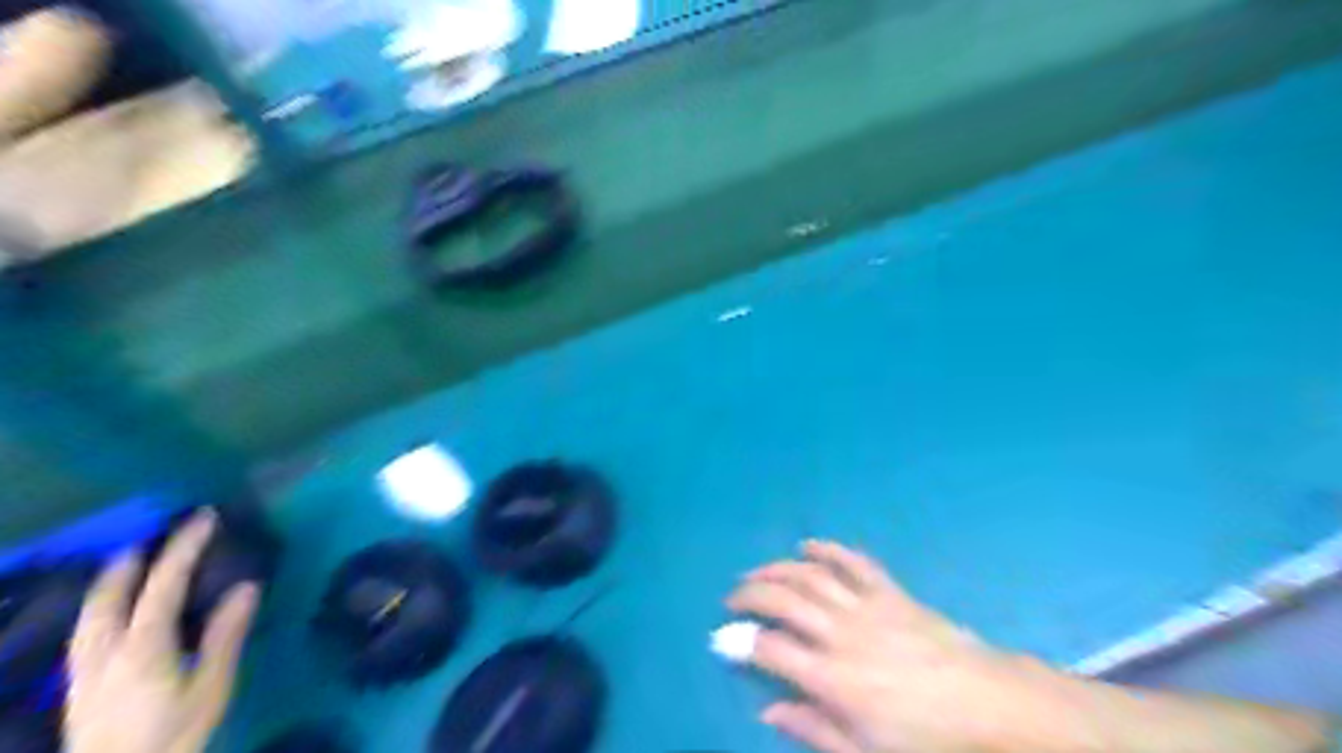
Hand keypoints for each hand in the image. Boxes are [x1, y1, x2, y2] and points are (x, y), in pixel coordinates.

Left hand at [63, 509, 260, 752]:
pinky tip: (105, 612)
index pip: (163, 584)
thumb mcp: (211, 687)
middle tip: (156, 534)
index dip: (184, 547)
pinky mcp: (77, 687)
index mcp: (143, 646)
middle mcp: (105, 651)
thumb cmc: (175, 733)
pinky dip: (96, 608)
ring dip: (108, 582)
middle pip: (109, 595)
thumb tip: (246, 586)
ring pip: (87, 614)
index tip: (204, 518)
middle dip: (132, 561)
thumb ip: (224, 636)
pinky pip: (82, 633)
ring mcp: (84, 670)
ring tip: (126, 563)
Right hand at [733, 540, 1070, 752]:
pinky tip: (808, 545)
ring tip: (756, 572)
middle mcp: (842, 633)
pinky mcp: (890, 591)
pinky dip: (828, 548)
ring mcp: (867, 606)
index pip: (771, 649)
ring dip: (778, 569)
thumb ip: (814, 730)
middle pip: (784, 600)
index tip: (722, 639)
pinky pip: (853, 561)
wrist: (991, 705)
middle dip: (750, 594)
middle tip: (732, 598)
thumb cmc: (928, 738)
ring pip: (811, 575)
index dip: (740, 641)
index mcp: (834, 678)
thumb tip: (768, 712)